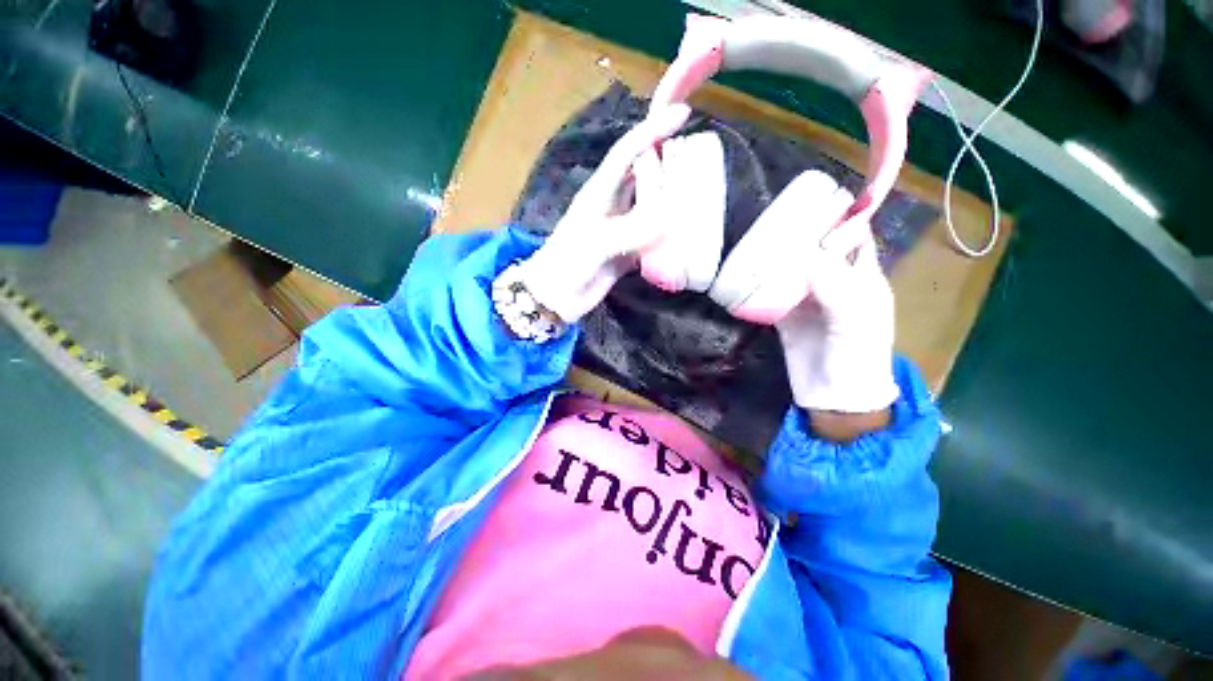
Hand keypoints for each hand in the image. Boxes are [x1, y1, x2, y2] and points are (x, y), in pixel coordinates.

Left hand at [519, 105, 726, 322]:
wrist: (555, 298)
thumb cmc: (567, 265)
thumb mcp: (595, 243)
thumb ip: (630, 230)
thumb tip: (668, 219)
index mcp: (599, 193)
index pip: (627, 152)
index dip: (652, 131)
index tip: (682, 114)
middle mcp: (613, 206)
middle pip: (643, 175)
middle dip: (667, 162)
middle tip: (698, 159)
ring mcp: (621, 229)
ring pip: (650, 205)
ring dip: (670, 198)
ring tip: (698, 192)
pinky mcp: (627, 252)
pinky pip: (651, 236)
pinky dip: (668, 232)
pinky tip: (684, 232)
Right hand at [757, 170, 898, 416]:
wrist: (833, 399)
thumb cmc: (856, 358)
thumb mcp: (854, 320)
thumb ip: (835, 286)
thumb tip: (806, 253)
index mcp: (861, 279)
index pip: (854, 238)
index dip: (839, 218)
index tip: (812, 200)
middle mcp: (834, 284)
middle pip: (817, 251)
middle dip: (799, 234)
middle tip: (771, 218)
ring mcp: (808, 300)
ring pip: (793, 270)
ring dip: (777, 257)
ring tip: (754, 239)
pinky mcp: (787, 317)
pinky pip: (773, 293)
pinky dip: (762, 283)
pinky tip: (746, 273)